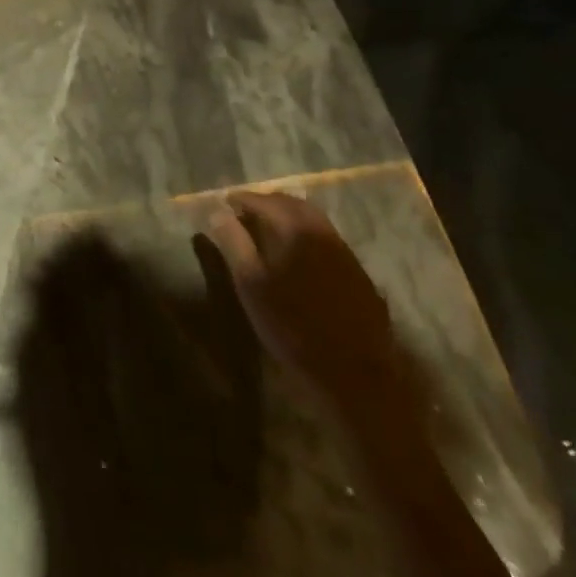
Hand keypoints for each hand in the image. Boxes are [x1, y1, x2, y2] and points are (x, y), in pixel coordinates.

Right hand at [202, 190, 410, 419]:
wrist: (355, 376)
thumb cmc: (293, 327)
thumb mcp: (251, 285)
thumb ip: (233, 242)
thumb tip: (217, 211)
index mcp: (295, 229)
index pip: (262, 200)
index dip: (240, 200)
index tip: (223, 204)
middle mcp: (323, 232)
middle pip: (291, 203)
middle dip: (265, 203)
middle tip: (244, 214)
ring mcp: (345, 253)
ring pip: (313, 220)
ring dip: (288, 217)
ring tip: (268, 232)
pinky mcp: (359, 275)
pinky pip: (328, 241)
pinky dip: (307, 236)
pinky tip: (300, 257)